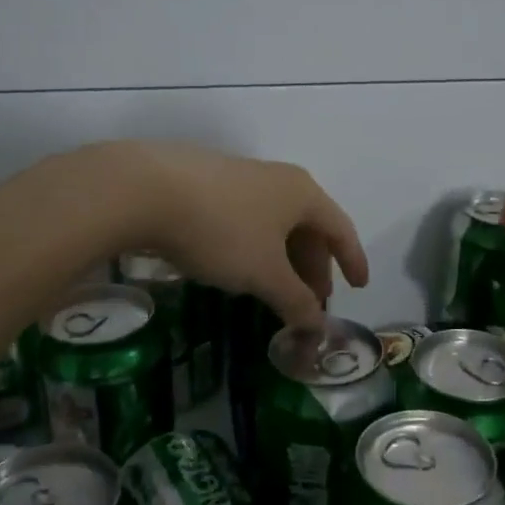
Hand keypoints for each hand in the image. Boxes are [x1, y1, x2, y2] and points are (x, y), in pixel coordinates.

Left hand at [105, 142, 367, 327]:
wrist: (145, 188)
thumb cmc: (222, 230)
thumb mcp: (265, 274)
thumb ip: (296, 301)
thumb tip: (318, 327)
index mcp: (303, 194)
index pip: (341, 230)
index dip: (353, 261)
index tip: (359, 287)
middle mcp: (279, 179)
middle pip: (309, 227)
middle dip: (313, 267)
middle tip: (310, 301)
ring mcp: (242, 177)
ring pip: (276, 223)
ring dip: (283, 259)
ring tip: (275, 289)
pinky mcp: (209, 183)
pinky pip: (248, 219)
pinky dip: (256, 247)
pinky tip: (238, 265)